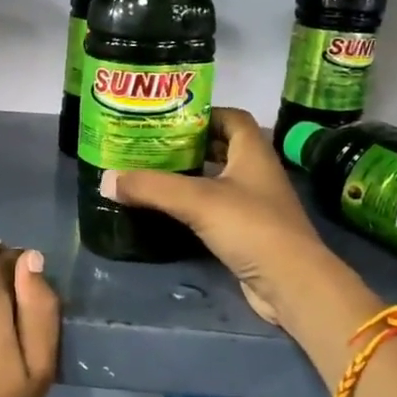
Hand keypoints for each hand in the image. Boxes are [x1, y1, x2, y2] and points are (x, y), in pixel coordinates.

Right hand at [101, 108, 359, 326]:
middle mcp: (256, 173)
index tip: (168, 119)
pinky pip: (216, 210)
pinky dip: (194, 206)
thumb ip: (151, 187)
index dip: (203, 113)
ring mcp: (254, 204)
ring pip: (218, 180)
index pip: (231, 118)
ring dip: (189, 177)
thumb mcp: (197, 200)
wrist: (291, 283)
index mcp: (253, 152)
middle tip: (150, 146)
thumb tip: (106, 179)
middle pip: (222, 148)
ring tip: (151, 175)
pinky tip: (168, 211)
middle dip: (188, 145)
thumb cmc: (251, 227)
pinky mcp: (248, 233)